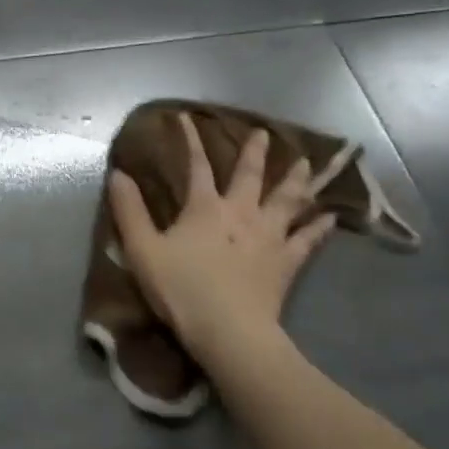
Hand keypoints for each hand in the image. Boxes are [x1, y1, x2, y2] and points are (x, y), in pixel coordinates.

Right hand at [107, 113, 334, 361]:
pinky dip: (318, 227)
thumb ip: (129, 211)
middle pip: (251, 176)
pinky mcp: (286, 262)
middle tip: (264, 134)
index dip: (190, 141)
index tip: (186, 118)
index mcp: (205, 208)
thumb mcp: (143, 250)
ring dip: (296, 179)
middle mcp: (241, 213)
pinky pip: (307, 239)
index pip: (196, 166)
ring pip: (287, 200)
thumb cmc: (181, 288)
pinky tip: (330, 218)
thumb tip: (118, 174)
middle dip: (255, 152)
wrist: (228, 330)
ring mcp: (269, 236)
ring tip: (306, 163)